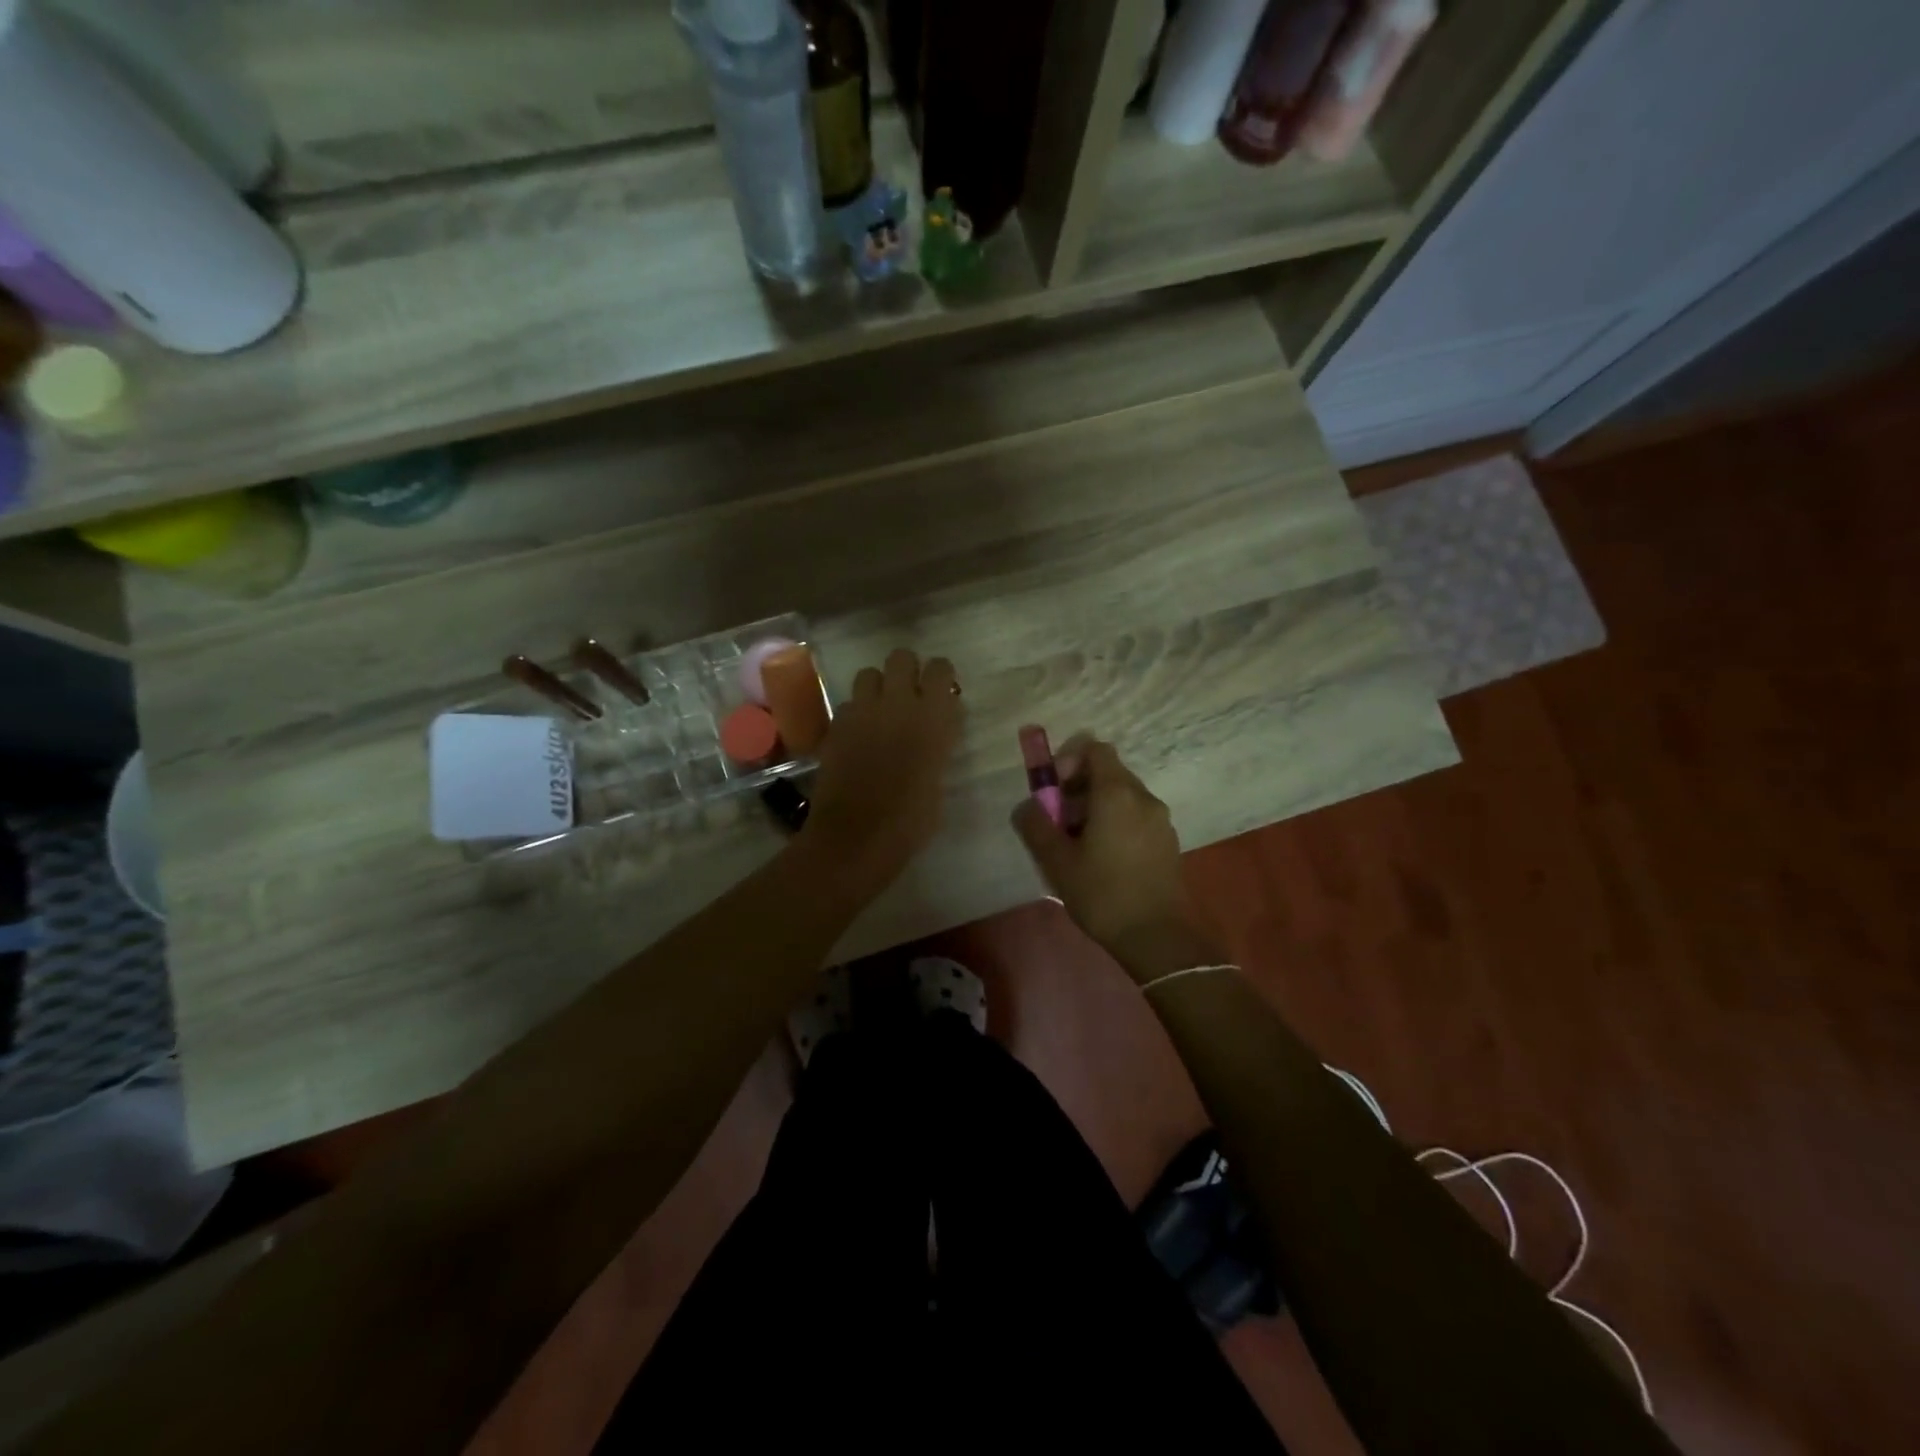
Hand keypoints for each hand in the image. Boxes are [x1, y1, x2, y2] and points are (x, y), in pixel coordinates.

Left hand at [803, 650, 962, 903]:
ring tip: (881, 710)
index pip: (940, 668)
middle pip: (901, 657)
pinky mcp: (836, 725)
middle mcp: (897, 703)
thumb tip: (935, 729)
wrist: (857, 837)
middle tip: (910, 694)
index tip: (941, 691)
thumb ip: (938, 743)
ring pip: (869, 673)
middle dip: (906, 670)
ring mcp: (862, 711)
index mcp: (933, 716)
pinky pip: (849, 703)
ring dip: (878, 686)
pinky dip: (856, 712)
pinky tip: (859, 735)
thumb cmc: (911, 819)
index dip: (940, 676)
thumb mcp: (939, 777)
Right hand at [1011, 737, 1209, 973]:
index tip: (1053, 789)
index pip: (1095, 749)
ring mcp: (1160, 820)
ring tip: (1077, 845)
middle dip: (1078, 788)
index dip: (1069, 760)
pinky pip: (1136, 817)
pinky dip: (1115, 823)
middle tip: (1058, 821)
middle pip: (1108, 773)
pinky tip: (1102, 860)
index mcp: (1117, 794)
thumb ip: (1036, 825)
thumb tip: (1027, 806)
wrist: (1158, 937)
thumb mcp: (1056, 861)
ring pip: (1122, 797)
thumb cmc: (1103, 894)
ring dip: (1096, 808)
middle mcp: (1143, 798)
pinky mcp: (1167, 842)